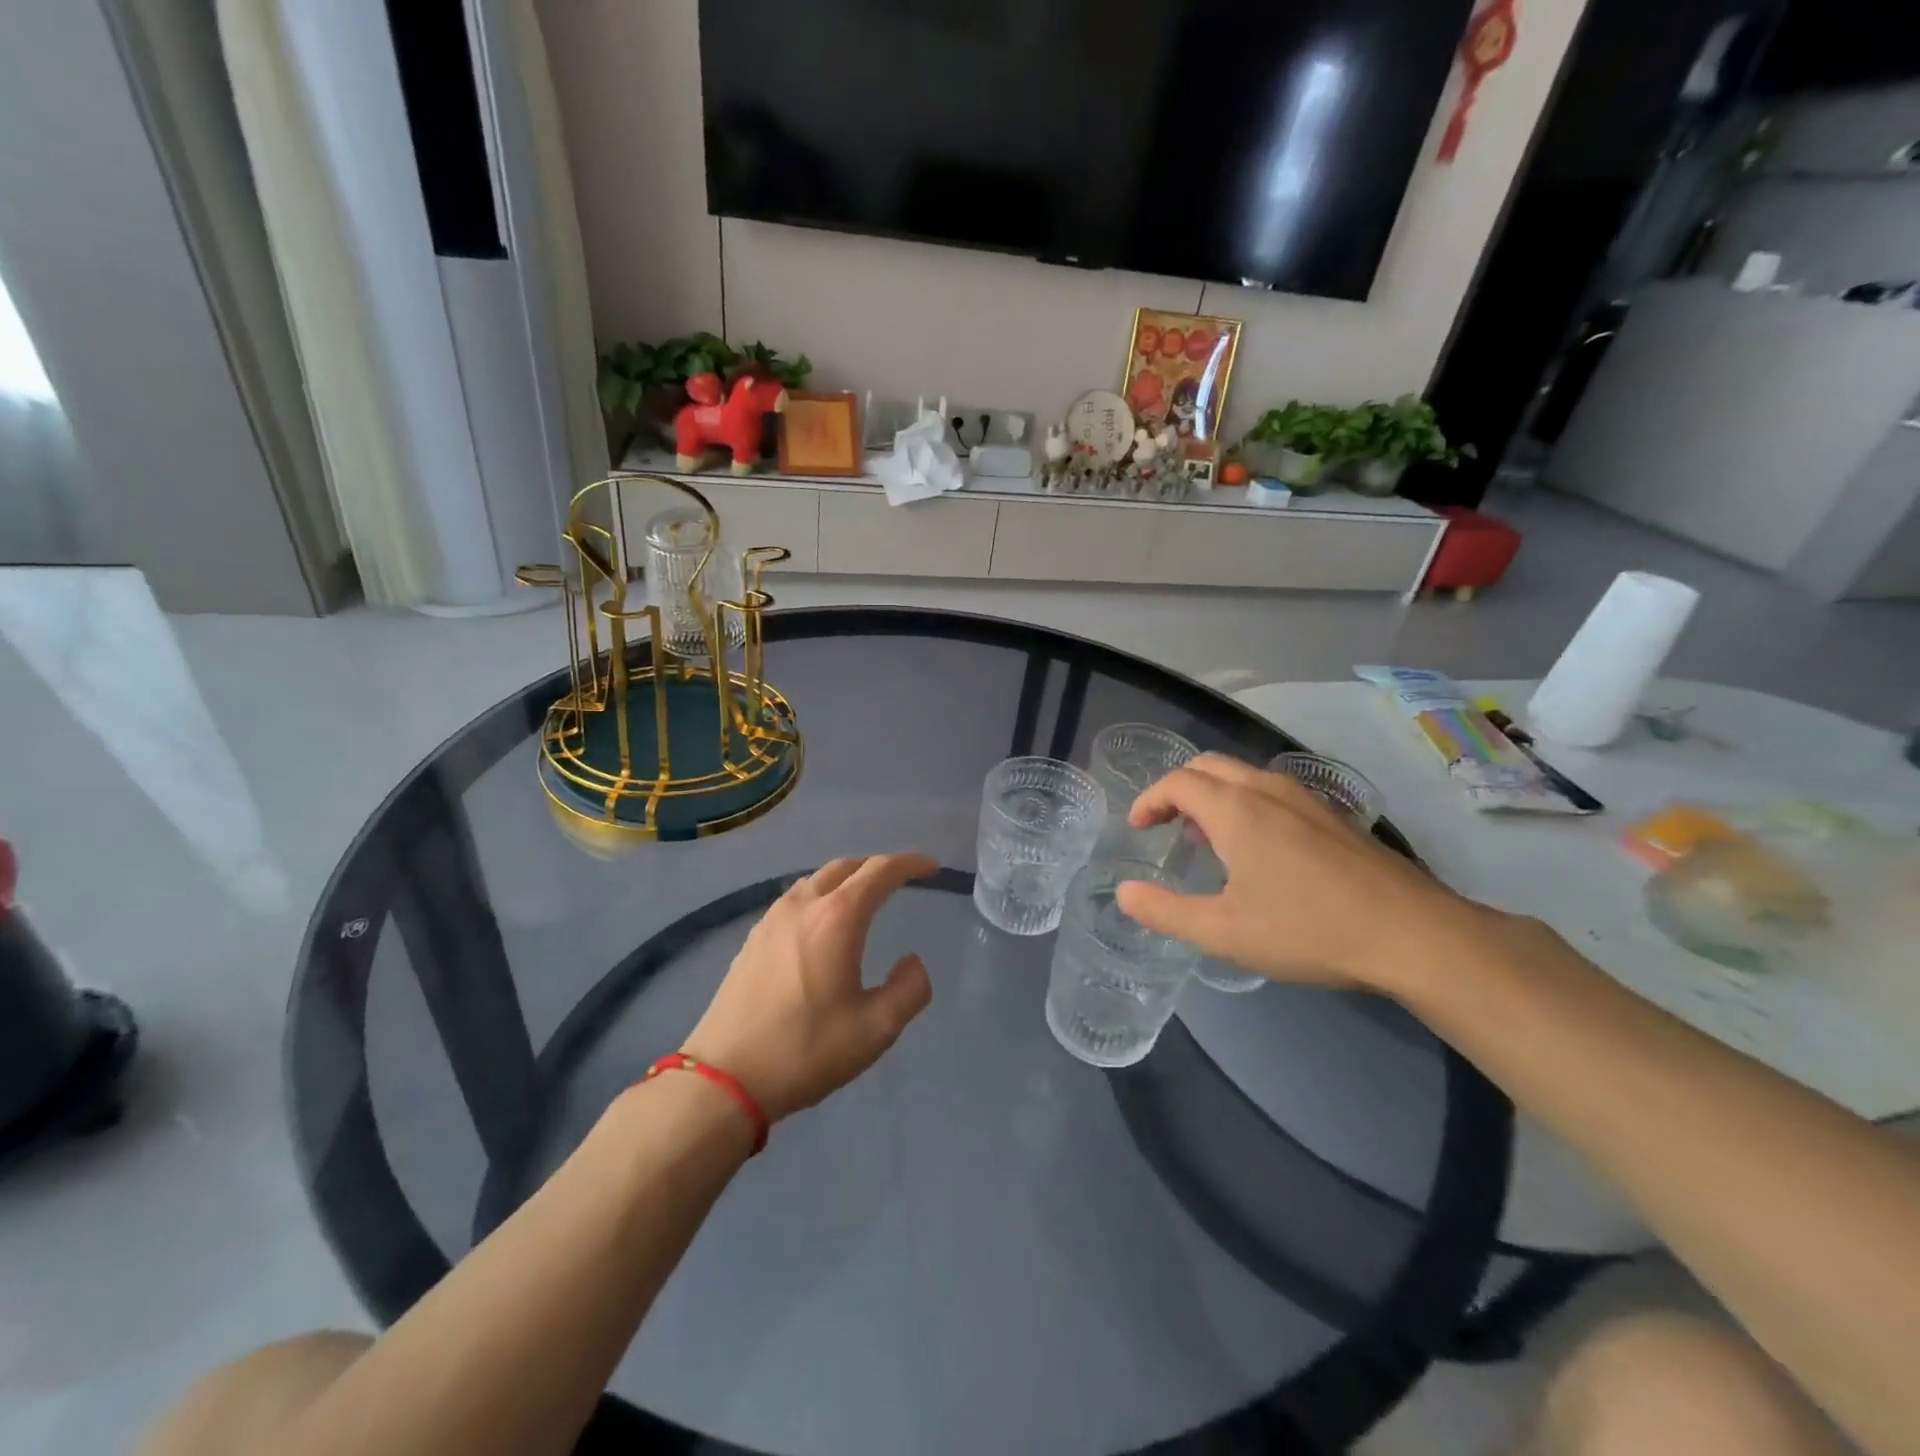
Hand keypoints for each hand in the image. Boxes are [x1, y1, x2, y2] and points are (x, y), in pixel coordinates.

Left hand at [681, 853, 936, 1122]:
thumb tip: (912, 962)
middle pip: (845, 866)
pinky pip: (795, 899)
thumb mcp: (876, 1029)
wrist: (724, 1078)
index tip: (931, 867)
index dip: (910, 864)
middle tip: (902, 880)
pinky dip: (820, 896)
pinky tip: (822, 924)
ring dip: (846, 879)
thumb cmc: (806, 1050)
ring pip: (816, 880)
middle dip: (877, 866)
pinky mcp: (752, 939)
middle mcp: (803, 905)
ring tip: (864, 898)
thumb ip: (909, 989)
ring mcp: (772, 919)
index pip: (880, 871)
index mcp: (837, 918)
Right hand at [1117, 754, 1493, 995]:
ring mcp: (1305, 799)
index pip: (1177, 782)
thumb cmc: (1307, 929)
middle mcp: (1267, 791)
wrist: (1413, 934)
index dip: (1149, 800)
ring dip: (1212, 795)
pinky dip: (1243, 802)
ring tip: (1205, 838)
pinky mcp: (1332, 815)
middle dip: (1177, 789)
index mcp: (1236, 810)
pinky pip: (1271, 791)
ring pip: (1242, 775)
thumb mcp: (1223, 932)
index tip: (1137, 827)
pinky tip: (1256, 849)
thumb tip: (1124, 893)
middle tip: (1164, 826)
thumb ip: (1165, 911)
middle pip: (1208, 766)